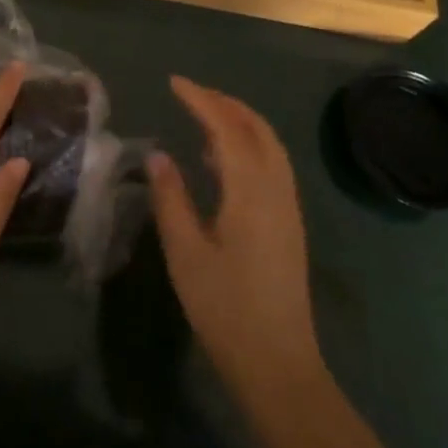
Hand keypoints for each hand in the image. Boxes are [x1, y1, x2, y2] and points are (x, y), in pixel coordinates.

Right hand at [147, 77, 326, 406]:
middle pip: (256, 128)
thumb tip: (158, 156)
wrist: (278, 365)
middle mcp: (276, 189)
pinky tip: (222, 161)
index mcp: (250, 191)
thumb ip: (171, 198)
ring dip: (239, 121)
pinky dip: (249, 144)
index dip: (200, 99)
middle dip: (224, 102)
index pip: (226, 127)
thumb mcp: (185, 252)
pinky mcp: (289, 224)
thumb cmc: (225, 308)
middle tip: (190, 93)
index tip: (174, 82)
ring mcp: (288, 207)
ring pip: (269, 145)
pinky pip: (272, 164)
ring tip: (203, 117)